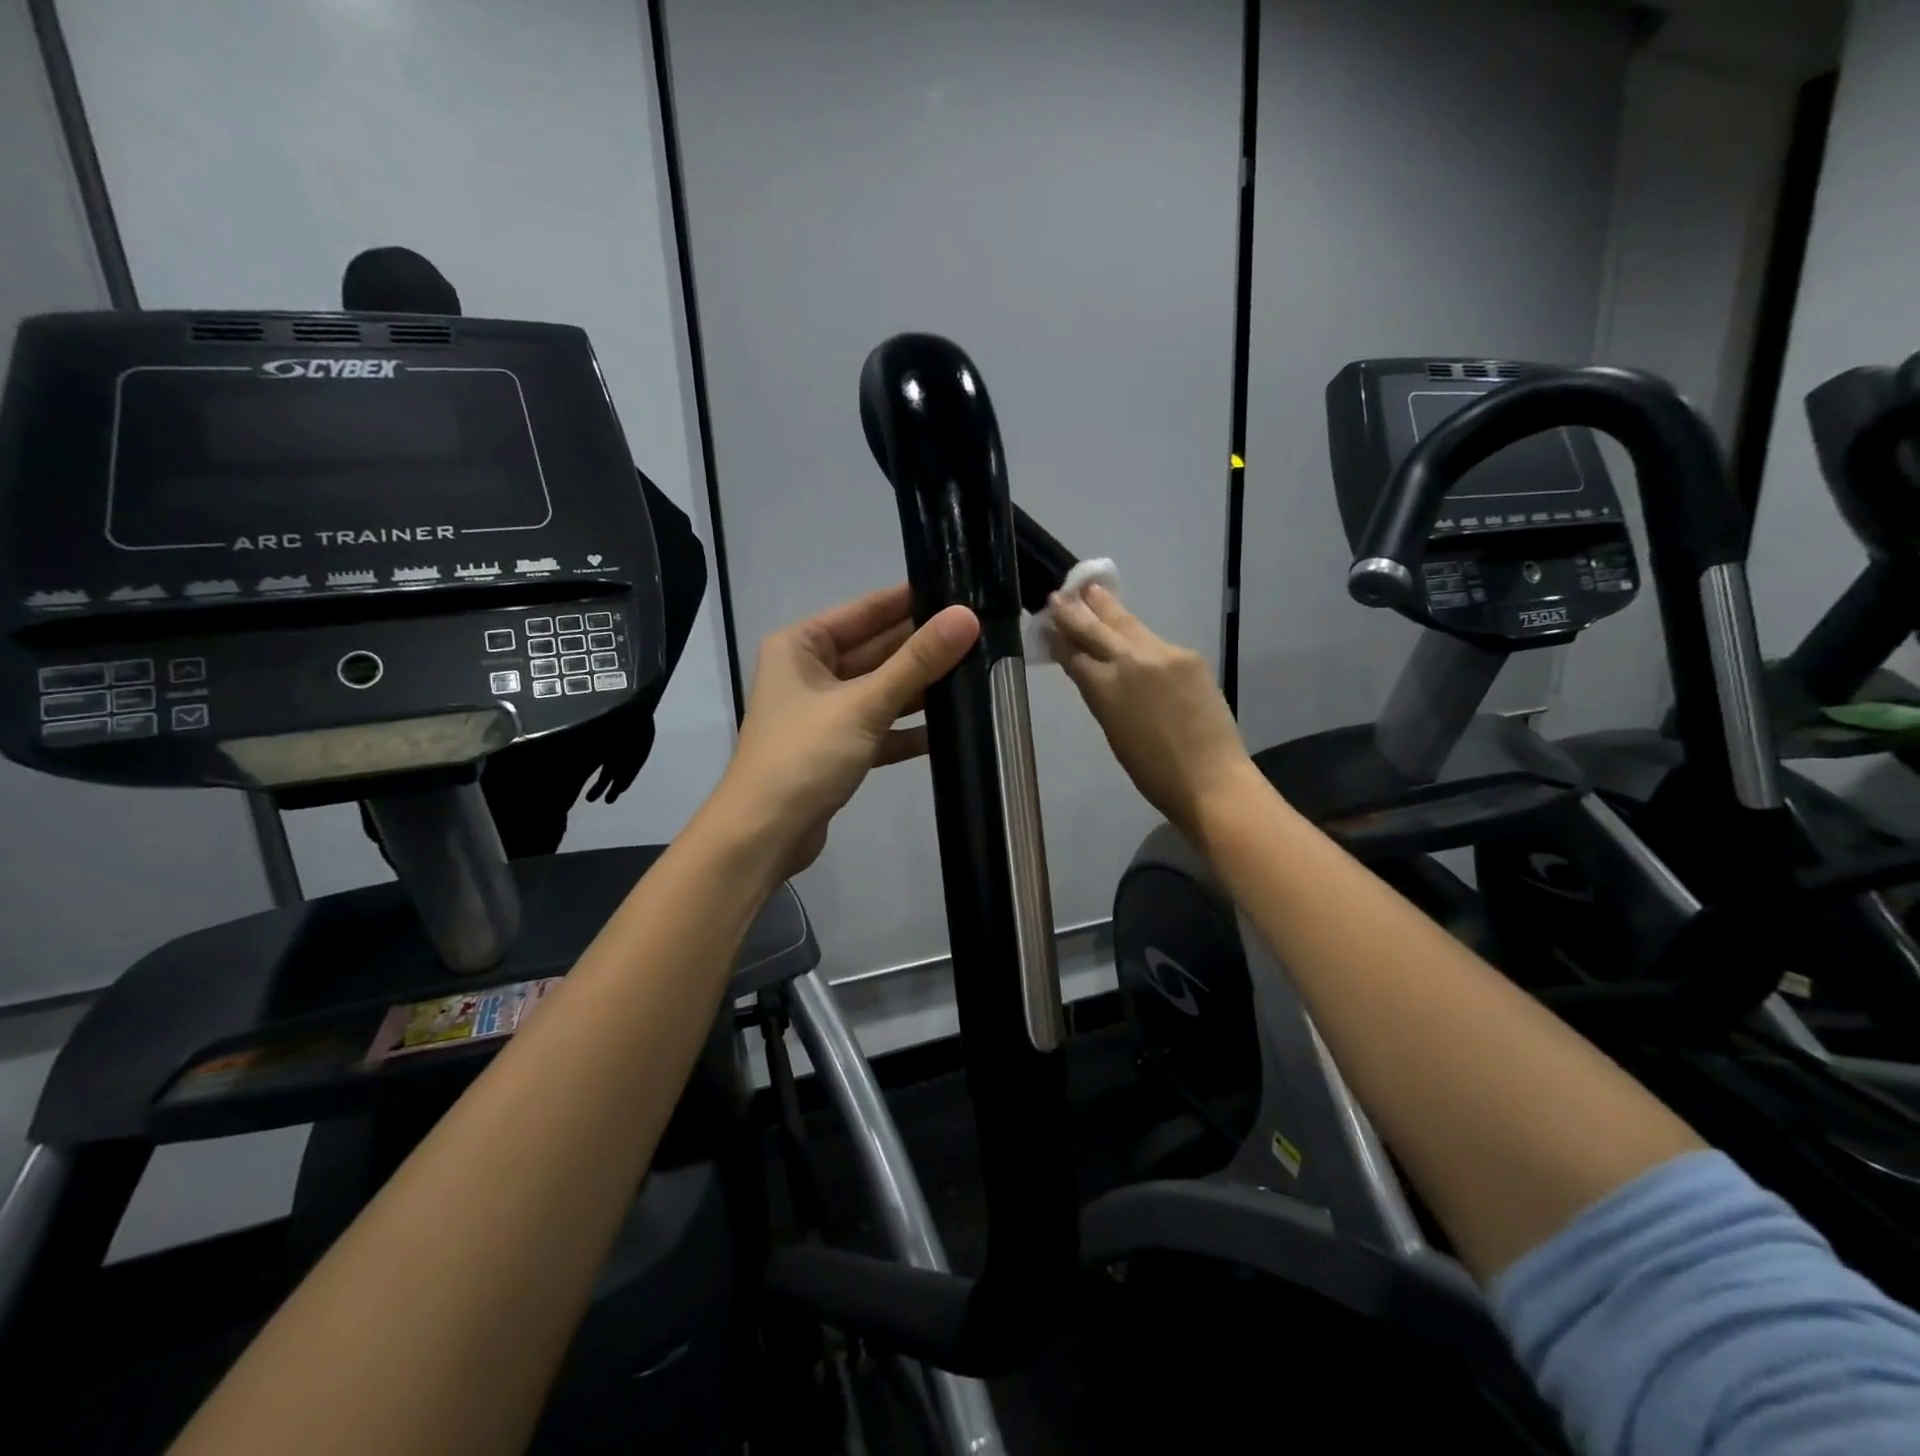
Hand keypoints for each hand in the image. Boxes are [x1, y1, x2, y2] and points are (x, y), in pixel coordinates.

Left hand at [710, 583, 979, 879]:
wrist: (764, 835)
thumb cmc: (804, 756)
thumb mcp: (863, 704)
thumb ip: (917, 662)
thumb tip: (967, 617)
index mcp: (801, 646)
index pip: (865, 611)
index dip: (910, 600)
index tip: (959, 590)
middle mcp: (810, 672)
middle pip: (876, 651)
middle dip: (922, 648)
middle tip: (980, 634)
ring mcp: (825, 713)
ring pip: (881, 690)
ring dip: (920, 689)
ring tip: (976, 674)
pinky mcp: (838, 748)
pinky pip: (880, 727)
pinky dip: (908, 729)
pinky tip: (950, 728)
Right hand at [1051, 585, 1253, 839]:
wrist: (1211, 778)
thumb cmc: (1153, 772)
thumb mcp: (1113, 731)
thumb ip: (1100, 694)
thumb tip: (1091, 671)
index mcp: (1104, 689)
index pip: (1074, 653)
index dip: (1059, 636)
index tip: (1048, 621)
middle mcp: (1130, 662)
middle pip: (1096, 629)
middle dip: (1076, 612)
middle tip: (1059, 595)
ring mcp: (1163, 655)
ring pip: (1128, 625)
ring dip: (1107, 608)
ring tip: (1092, 590)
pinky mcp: (1188, 656)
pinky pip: (1154, 640)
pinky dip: (1137, 634)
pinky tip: (1130, 629)